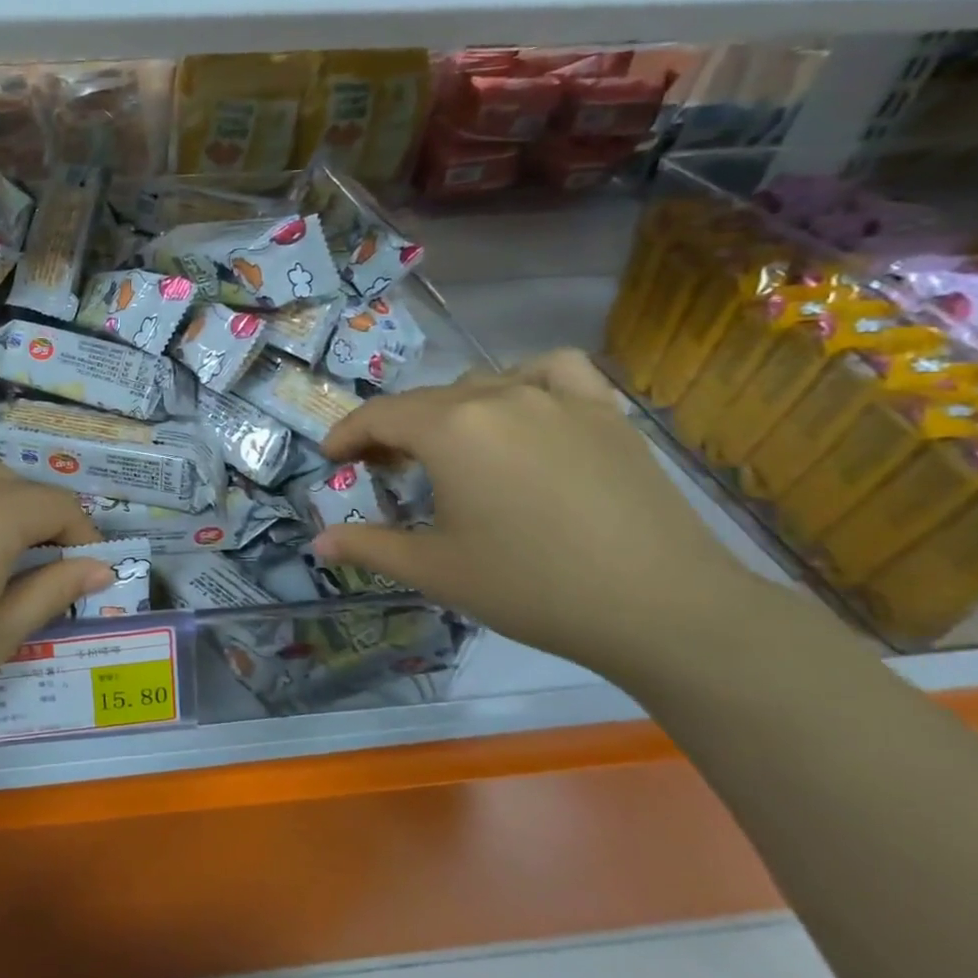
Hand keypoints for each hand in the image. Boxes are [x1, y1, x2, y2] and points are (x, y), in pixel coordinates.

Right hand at [312, 350, 771, 682]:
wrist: (660, 607)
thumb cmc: (530, 587)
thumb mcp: (434, 570)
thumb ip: (368, 547)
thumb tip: (318, 542)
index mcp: (451, 429)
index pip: (379, 416)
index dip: (346, 434)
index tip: (331, 458)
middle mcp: (499, 396)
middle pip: (425, 400)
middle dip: (392, 430)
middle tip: (382, 470)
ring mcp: (558, 398)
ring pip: (481, 383)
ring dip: (450, 410)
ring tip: (450, 447)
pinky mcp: (605, 412)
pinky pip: (553, 371)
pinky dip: (525, 379)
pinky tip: (523, 408)